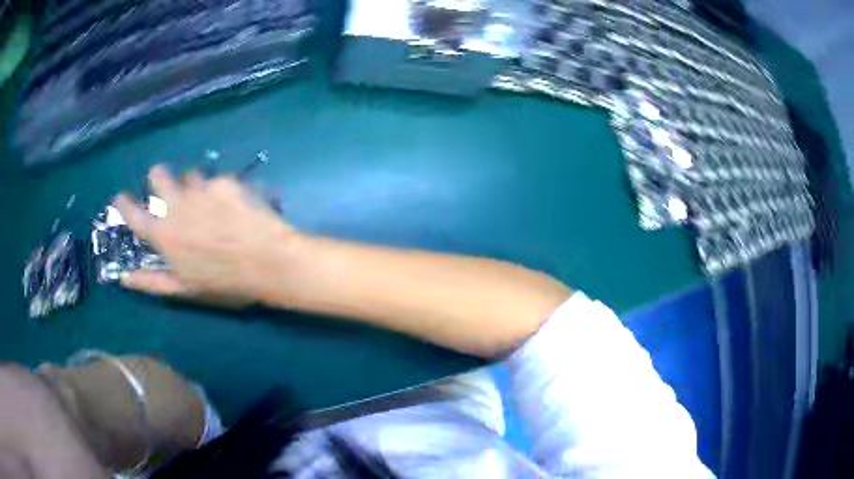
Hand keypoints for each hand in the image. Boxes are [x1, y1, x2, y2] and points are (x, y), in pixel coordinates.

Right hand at [113, 165, 294, 306]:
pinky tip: (235, 207)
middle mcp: (176, 204)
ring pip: (189, 175)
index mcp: (163, 233)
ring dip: (193, 187)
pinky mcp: (225, 180)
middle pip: (157, 174)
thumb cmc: (224, 283)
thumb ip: (150, 281)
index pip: (132, 212)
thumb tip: (123, 277)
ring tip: (210, 207)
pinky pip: (216, 180)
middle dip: (159, 179)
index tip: (122, 198)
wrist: (269, 262)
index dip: (123, 204)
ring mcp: (201, 188)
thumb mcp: (184, 289)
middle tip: (172, 193)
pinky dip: (220, 191)